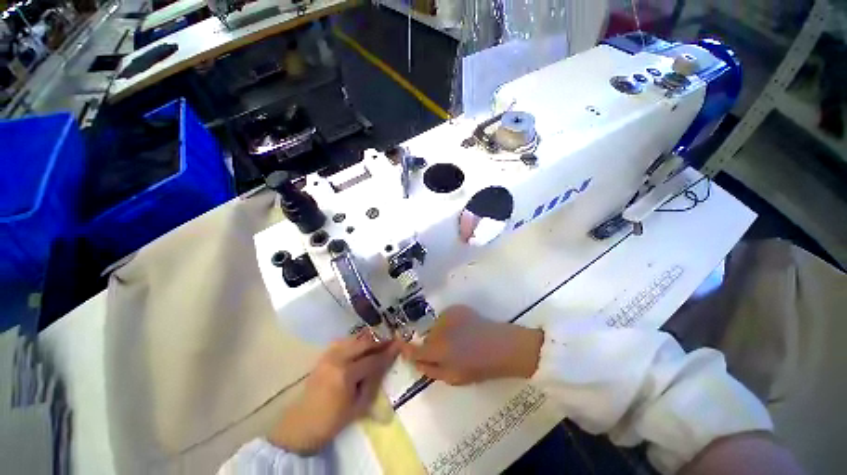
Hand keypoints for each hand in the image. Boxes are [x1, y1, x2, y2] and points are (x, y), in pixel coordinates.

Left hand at [268, 333, 399, 454]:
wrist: (301, 425)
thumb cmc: (332, 420)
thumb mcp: (359, 406)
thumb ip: (373, 382)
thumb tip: (385, 364)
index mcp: (346, 374)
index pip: (373, 359)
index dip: (387, 352)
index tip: (399, 345)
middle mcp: (337, 359)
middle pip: (364, 343)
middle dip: (379, 342)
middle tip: (391, 341)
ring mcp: (329, 355)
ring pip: (354, 339)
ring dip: (368, 340)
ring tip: (378, 343)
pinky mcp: (324, 356)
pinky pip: (343, 342)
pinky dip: (355, 342)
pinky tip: (360, 346)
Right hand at [401, 305, 542, 384]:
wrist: (502, 346)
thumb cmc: (479, 367)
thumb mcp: (453, 377)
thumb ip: (431, 370)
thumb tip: (416, 362)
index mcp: (437, 349)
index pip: (414, 349)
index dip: (405, 348)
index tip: (399, 343)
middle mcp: (438, 329)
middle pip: (427, 337)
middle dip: (431, 344)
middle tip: (446, 351)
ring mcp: (448, 315)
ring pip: (436, 326)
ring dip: (441, 333)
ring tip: (458, 340)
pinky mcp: (457, 308)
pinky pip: (446, 318)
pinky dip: (450, 324)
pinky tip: (463, 329)